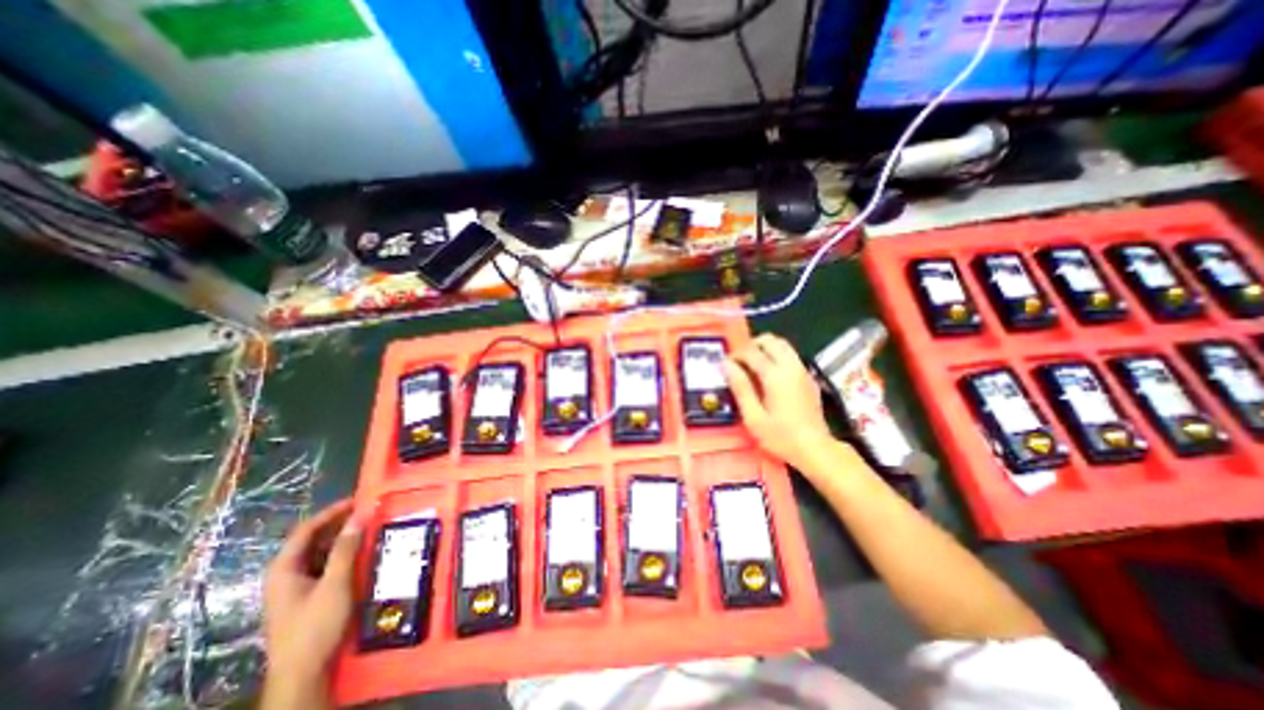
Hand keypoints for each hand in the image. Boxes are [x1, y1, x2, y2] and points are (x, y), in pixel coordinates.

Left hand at [261, 498, 359, 684]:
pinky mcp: (308, 596)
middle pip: (314, 539)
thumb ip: (346, 548)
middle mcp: (287, 574)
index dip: (332, 512)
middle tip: (370, 512)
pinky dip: (344, 554)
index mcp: (284, 569)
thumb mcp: (334, 583)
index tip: (359, 500)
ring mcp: (296, 586)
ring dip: (345, 539)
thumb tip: (360, 515)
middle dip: (341, 524)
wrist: (303, 673)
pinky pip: (326, 565)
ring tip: (370, 528)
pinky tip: (363, 552)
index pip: (307, 529)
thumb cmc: (315, 625)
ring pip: (321, 552)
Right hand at [721, 333, 836, 470]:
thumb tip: (726, 365)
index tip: (726, 365)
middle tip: (740, 362)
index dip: (736, 355)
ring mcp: (803, 370)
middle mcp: (790, 367)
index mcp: (775, 376)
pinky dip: (777, 355)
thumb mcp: (753, 417)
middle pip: (770, 340)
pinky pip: (791, 355)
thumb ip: (740, 388)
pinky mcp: (809, 376)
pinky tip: (769, 374)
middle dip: (752, 345)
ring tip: (753, 365)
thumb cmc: (781, 436)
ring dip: (765, 348)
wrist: (816, 449)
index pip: (751, 352)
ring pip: (783, 344)